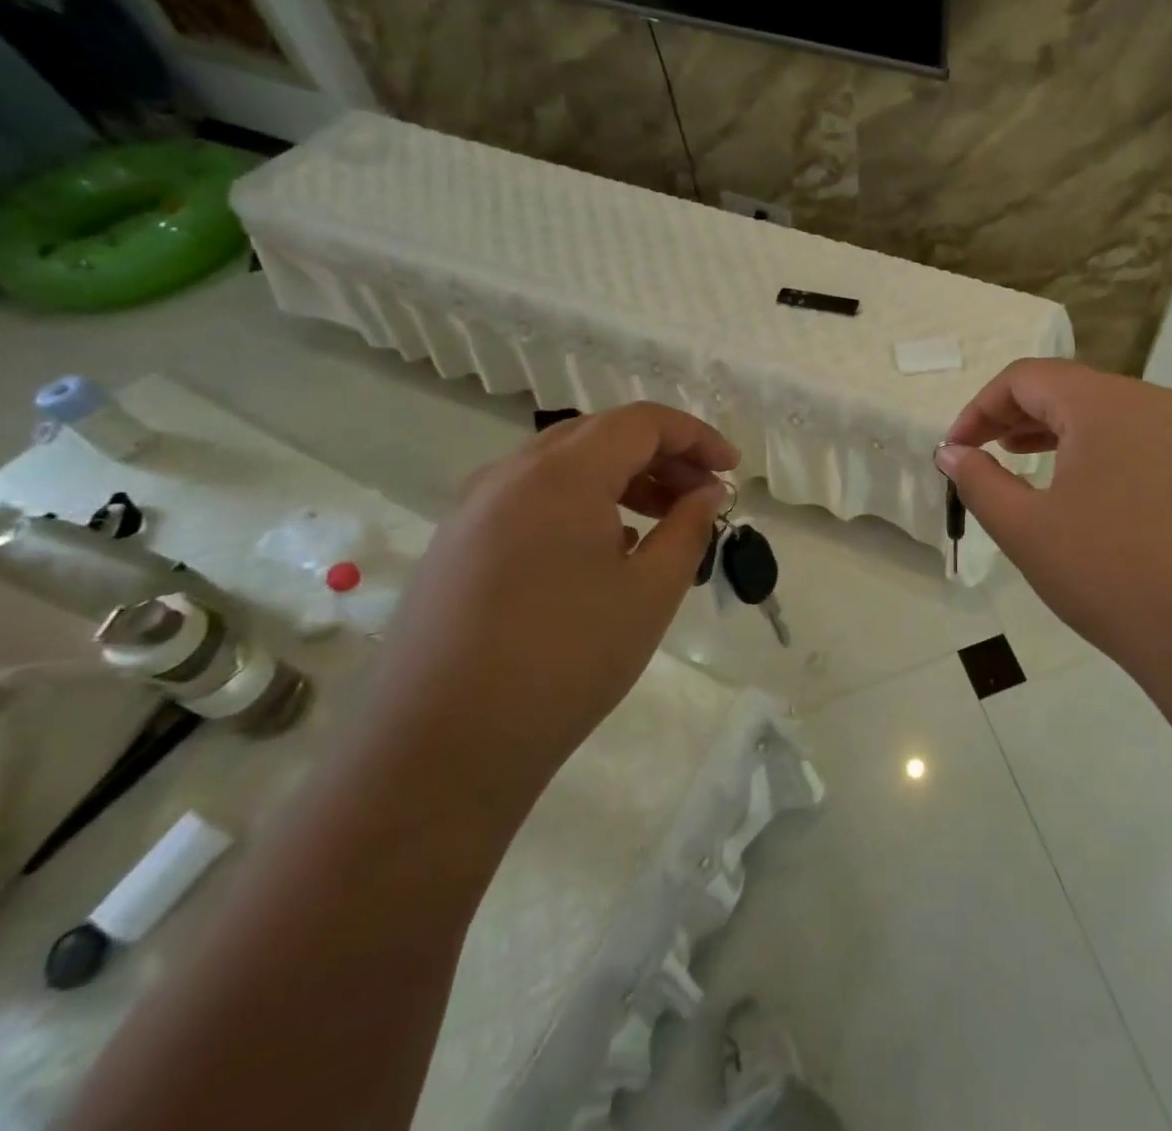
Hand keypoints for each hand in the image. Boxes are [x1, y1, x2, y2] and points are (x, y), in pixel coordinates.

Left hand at [371, 404, 736, 787]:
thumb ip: (689, 527)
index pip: (641, 422)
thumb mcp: (651, 591)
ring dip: (620, 479)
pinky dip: (580, 503)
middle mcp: (510, 474)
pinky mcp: (455, 545)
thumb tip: (708, 491)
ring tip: (661, 521)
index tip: (731, 469)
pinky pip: (530, 499)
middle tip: (702, 494)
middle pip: (600, 435)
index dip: (695, 436)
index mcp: (561, 473)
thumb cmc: (566, 660)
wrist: (440, 749)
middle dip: (661, 456)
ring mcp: (473, 509)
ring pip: (562, 466)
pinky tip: (603, 550)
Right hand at [937, 360, 1171, 690]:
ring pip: (1108, 414)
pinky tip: (1087, 494)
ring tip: (1024, 462)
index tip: (956, 449)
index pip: (1027, 377)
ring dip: (1057, 433)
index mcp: (1106, 403)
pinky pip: (1142, 441)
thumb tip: (952, 453)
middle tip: (983, 454)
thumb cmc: (1113, 576)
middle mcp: (1155, 402)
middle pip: (1069, 389)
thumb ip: (980, 482)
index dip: (980, 407)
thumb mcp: (1027, 530)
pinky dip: (1100, 452)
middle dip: (1016, 417)